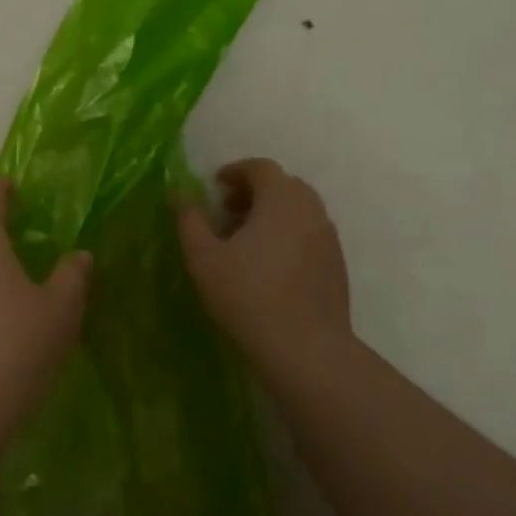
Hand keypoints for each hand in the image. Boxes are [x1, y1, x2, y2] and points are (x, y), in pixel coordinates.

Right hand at [176, 159, 353, 379]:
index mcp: (281, 199)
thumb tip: (178, 194)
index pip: (261, 168)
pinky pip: (310, 235)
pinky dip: (288, 235)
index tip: (214, 186)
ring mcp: (329, 238)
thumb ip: (189, 220)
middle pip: (284, 186)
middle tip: (227, 211)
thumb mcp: (204, 258)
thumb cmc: (247, 296)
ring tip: (245, 240)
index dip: (235, 171)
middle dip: (254, 192)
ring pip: (299, 211)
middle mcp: (311, 210)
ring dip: (272, 214)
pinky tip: (269, 265)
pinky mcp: (337, 265)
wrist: (305, 348)